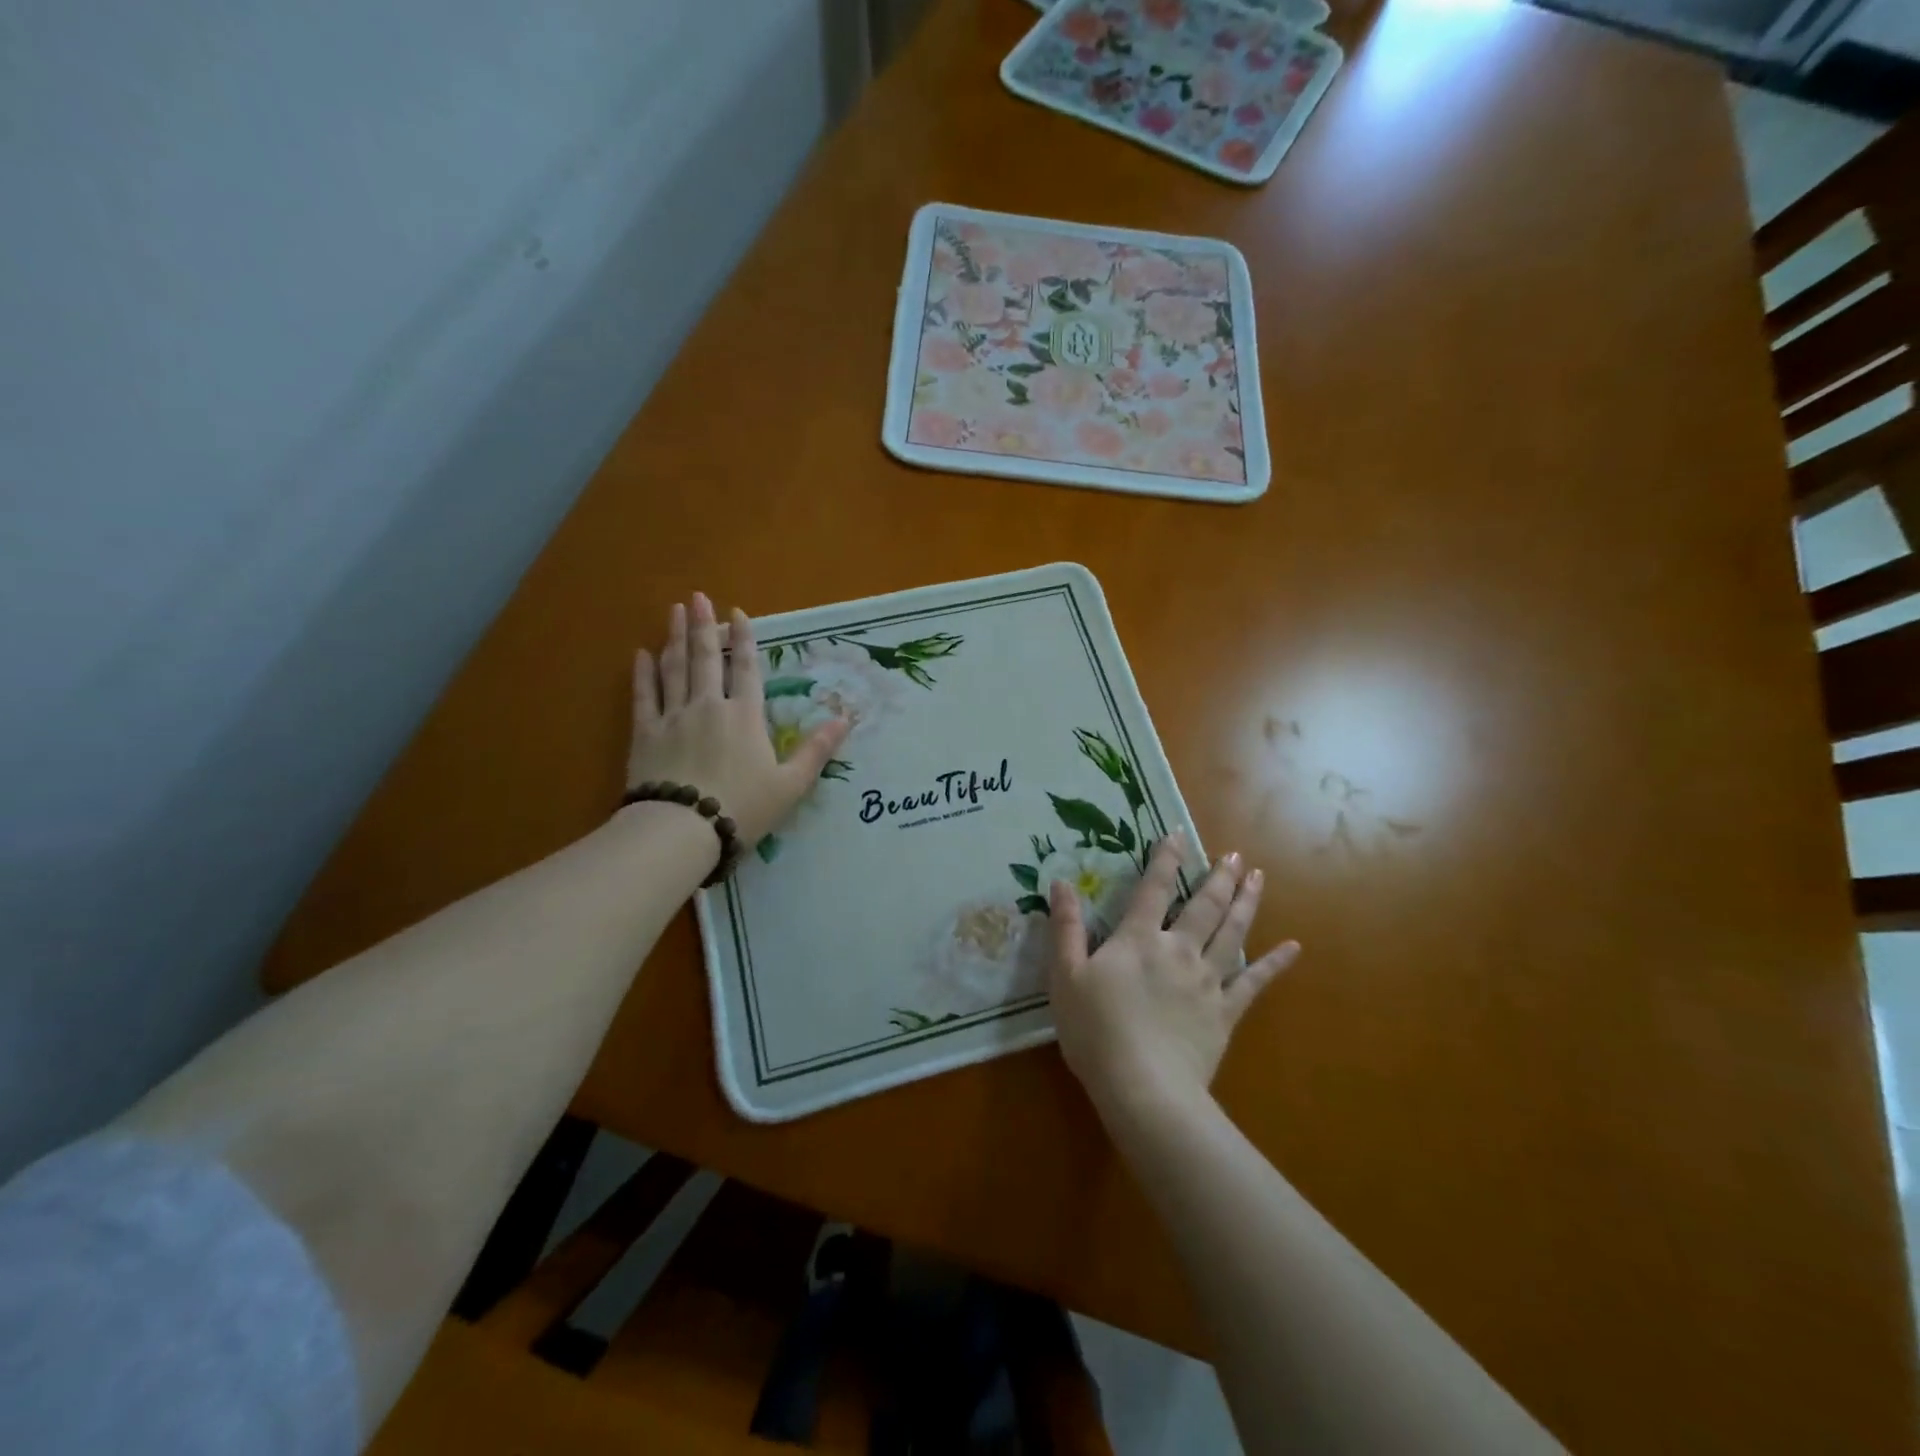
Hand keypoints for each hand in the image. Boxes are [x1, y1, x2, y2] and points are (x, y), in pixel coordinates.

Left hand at [626, 592, 848, 848]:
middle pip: (707, 659)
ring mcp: (674, 717)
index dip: (744, 640)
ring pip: (674, 669)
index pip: (747, 669)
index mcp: (745, 717)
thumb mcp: (791, 785)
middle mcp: (709, 707)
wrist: (682, 830)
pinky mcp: (645, 734)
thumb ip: (816, 750)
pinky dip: (643, 674)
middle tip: (697, 597)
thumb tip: (846, 719)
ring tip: (674, 612)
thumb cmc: (742, 808)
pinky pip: (644, 696)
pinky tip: (641, 655)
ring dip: (675, 638)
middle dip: (704, 626)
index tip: (737, 613)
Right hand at [1048, 830, 1298, 1122]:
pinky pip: (1254, 982)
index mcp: (1138, 939)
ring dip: (1245, 902)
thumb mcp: (1065, 977)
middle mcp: (1178, 949)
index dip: (1165, 859)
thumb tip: (1061, 883)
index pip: (1153, 888)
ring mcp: (1207, 980)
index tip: (1178, 833)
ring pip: (1231, 932)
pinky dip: (1275, 964)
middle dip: (1218, 877)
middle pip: (1203, 905)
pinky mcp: (1225, 1012)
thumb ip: (1066, 928)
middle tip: (1234, 855)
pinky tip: (1293, 948)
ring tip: (1257, 878)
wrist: (1144, 1087)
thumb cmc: (1096, 1031)